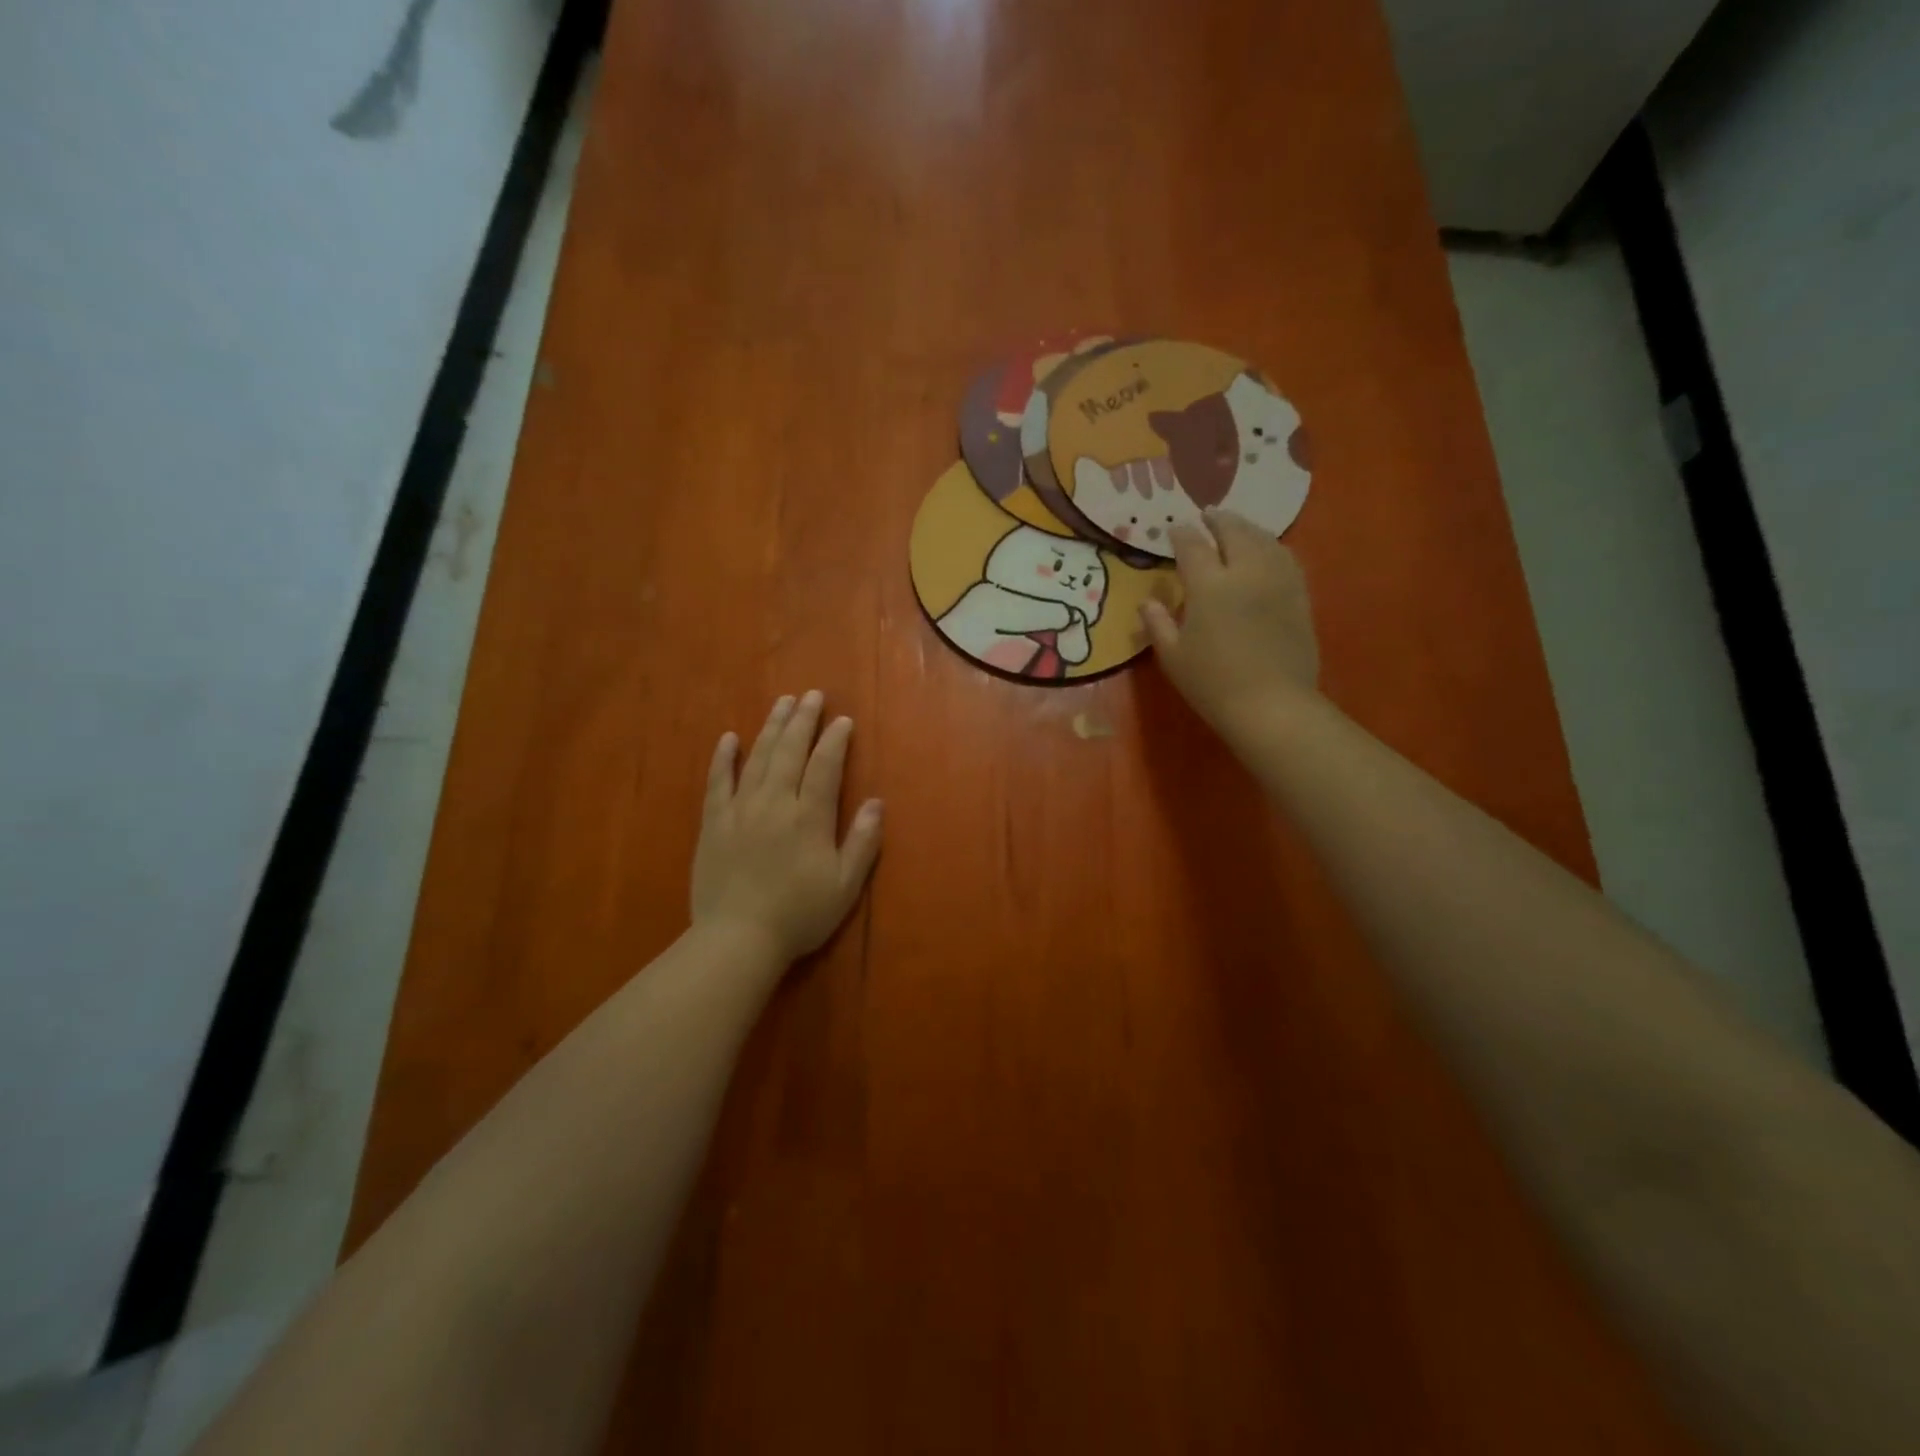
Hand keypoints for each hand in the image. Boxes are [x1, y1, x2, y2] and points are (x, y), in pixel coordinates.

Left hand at [691, 692, 883, 963]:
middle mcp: (775, 802)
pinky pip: (717, 781)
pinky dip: (723, 757)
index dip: (835, 740)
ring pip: (757, 757)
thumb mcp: (845, 885)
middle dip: (803, 720)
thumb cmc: (799, 915)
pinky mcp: (714, 823)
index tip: (843, 720)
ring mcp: (740, 809)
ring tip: (781, 703)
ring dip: (771, 727)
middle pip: (790, 751)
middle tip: (811, 695)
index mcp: (809, 817)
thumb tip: (877, 802)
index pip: (825, 766)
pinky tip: (729, 738)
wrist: (737, 939)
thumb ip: (863, 841)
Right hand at [1139, 507, 1318, 738]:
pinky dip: (1271, 546)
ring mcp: (1278, 581)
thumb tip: (1148, 602)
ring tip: (1237, 526)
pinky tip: (1267, 550)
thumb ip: (1158, 624)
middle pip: (1234, 532)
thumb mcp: (1173, 657)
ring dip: (1247, 528)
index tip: (1174, 530)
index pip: (1193, 547)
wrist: (1272, 705)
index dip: (1181, 535)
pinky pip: (1286, 558)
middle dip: (1219, 520)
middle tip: (1208, 515)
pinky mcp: (1300, 596)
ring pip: (1264, 540)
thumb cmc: (1213, 684)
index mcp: (1210, 586)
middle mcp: (1246, 572)